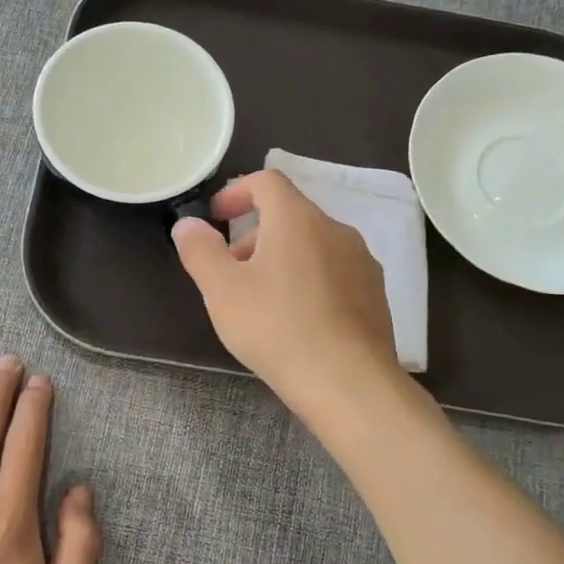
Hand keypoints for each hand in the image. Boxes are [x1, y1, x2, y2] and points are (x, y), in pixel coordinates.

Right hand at [171, 169, 400, 411]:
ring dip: (282, 257)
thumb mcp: (222, 291)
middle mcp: (336, 229)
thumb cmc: (277, 328)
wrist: (348, 383)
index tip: (217, 217)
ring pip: (314, 244)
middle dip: (255, 234)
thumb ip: (200, 251)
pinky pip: (335, 271)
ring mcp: (361, 261)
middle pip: (290, 214)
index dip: (237, 191)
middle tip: (232, 270)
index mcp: (297, 219)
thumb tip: (188, 224)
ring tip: (263, 299)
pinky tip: (298, 320)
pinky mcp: (375, 293)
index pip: (267, 181)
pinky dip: (310, 279)